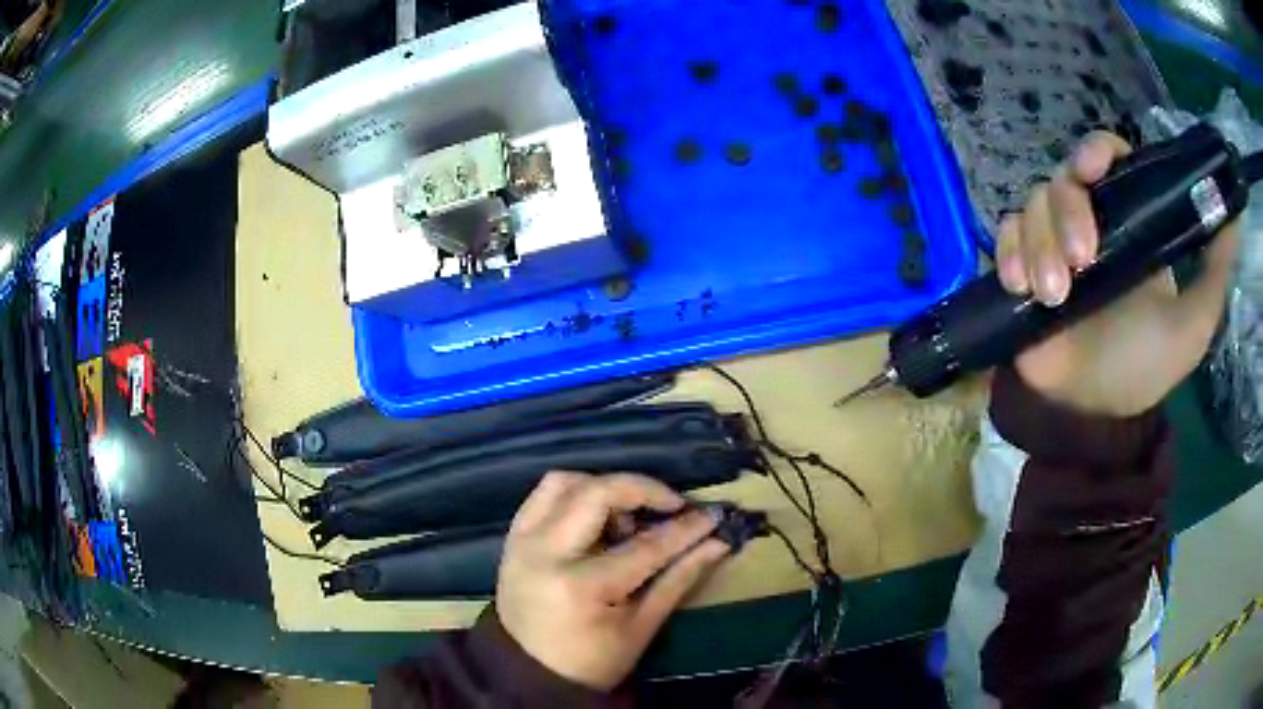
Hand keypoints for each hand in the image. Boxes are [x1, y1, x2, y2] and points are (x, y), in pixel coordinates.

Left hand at [496, 472, 729, 689]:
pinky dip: (574, 493)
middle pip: (597, 494)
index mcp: (580, 586)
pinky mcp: (512, 538)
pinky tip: (598, 516)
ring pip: (564, 482)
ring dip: (604, 487)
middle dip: (643, 489)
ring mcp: (522, 541)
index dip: (684, 529)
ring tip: (629, 514)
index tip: (711, 515)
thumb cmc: (591, 660)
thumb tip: (717, 543)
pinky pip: (543, 495)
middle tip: (671, 504)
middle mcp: (545, 553)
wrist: (530, 673)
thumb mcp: (641, 627)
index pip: (643, 546)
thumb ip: (678, 579)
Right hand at [997, 131, 1238, 415]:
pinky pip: (1005, 235)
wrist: (1092, 417)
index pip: (1108, 160)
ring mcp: (1052, 245)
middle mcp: (1089, 224)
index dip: (1095, 152)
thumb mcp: (1193, 324)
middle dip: (1068, 214)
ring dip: (1040, 245)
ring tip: (1055, 296)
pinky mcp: (1022, 269)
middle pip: (1064, 179)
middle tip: (1083, 263)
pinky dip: (1009, 252)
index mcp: (1129, 224)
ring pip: (1032, 205)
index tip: (1092, 171)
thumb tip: (1234, 214)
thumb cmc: (1144, 368)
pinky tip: (1021, 285)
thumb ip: (1215, 272)